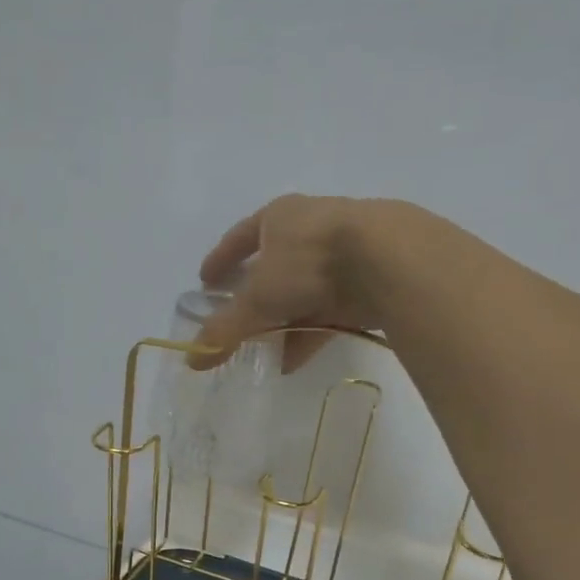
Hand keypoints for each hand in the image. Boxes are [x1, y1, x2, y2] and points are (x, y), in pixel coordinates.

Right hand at [193, 193, 425, 370]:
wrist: (388, 259)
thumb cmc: (309, 262)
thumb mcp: (259, 298)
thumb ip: (225, 329)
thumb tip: (191, 360)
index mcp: (279, 217)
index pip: (240, 237)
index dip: (220, 260)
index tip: (204, 281)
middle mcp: (310, 228)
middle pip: (273, 265)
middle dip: (254, 296)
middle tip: (236, 320)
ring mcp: (342, 254)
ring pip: (301, 292)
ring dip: (281, 321)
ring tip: (262, 350)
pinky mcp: (366, 281)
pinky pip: (327, 311)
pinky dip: (308, 334)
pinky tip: (293, 361)